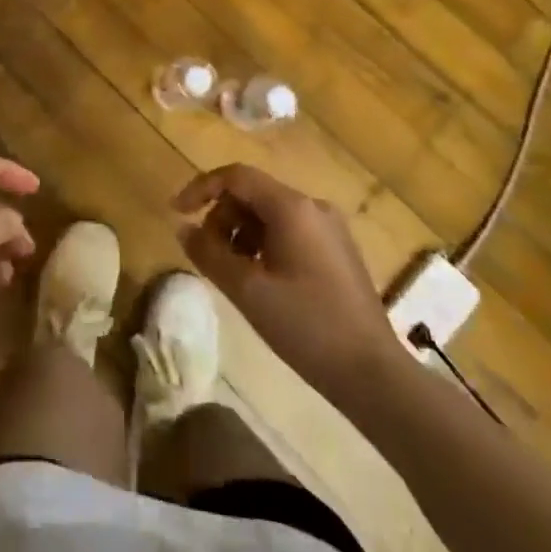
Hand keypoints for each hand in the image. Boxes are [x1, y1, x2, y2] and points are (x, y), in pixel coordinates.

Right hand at [174, 164, 407, 395]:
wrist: (373, 374)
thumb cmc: (306, 326)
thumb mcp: (247, 290)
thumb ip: (209, 253)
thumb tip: (183, 228)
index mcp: (292, 207)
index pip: (236, 176)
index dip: (200, 188)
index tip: (177, 213)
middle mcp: (313, 207)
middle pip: (253, 194)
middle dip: (222, 218)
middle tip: (208, 256)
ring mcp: (330, 229)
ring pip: (270, 215)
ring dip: (241, 234)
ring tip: (233, 274)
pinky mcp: (338, 252)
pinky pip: (290, 232)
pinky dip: (264, 246)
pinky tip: (261, 282)